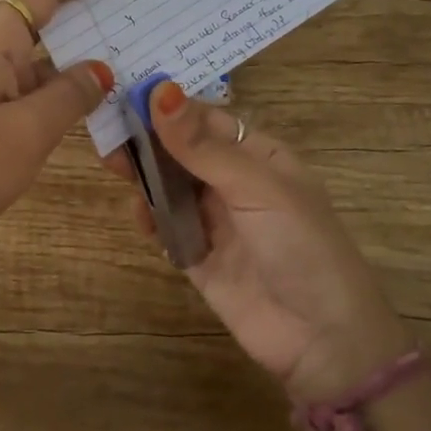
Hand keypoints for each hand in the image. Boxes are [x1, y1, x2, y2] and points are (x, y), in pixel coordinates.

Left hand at [0, 0, 127, 277]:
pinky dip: (62, 95)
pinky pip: (30, 94)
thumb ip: (69, 96)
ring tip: (132, 56)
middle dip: (86, 8)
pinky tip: (94, 109)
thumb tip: (100, 70)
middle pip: (42, 20)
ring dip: (79, 60)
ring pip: (40, 62)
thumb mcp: (27, 133)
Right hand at [124, 80, 411, 403]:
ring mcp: (216, 221)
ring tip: (111, 162)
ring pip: (170, 186)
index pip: (206, 119)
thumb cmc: (300, 244)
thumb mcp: (256, 186)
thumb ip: (203, 146)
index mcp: (258, 155)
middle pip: (182, 151)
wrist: (322, 338)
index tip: (126, 92)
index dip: (169, 105)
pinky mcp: (198, 257)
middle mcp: (234, 182)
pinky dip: (150, 218)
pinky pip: (167, 228)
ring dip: (144, 174)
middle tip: (108, 129)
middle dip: (148, 138)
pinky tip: (138, 212)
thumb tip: (161, 92)